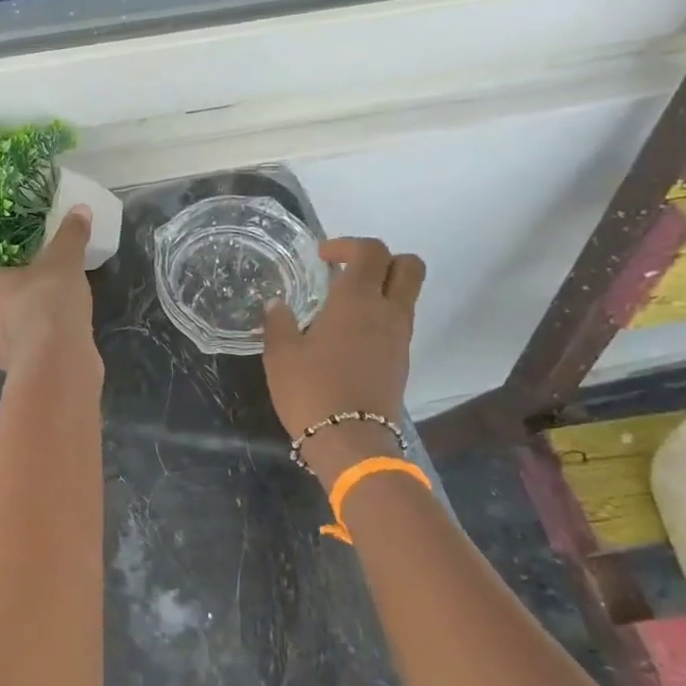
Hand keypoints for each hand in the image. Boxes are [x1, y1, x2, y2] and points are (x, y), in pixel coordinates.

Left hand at [0, 208, 99, 373]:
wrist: (56, 359)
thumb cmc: (45, 299)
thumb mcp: (63, 260)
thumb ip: (70, 235)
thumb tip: (81, 209)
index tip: (13, 258)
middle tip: (27, 277)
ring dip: (9, 315)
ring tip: (40, 304)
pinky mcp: (2, 367)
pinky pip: (10, 343)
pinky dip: (23, 337)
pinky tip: (47, 330)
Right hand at [263, 238, 423, 483]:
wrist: (351, 441)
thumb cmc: (311, 390)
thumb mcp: (280, 355)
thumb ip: (278, 323)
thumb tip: (277, 305)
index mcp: (357, 300)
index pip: (370, 251)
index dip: (348, 244)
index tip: (322, 257)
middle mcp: (387, 311)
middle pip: (408, 266)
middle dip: (382, 259)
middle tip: (348, 271)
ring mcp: (400, 337)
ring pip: (407, 294)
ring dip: (382, 288)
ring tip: (344, 305)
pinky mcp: (402, 360)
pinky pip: (399, 322)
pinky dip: (381, 315)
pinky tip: (349, 335)